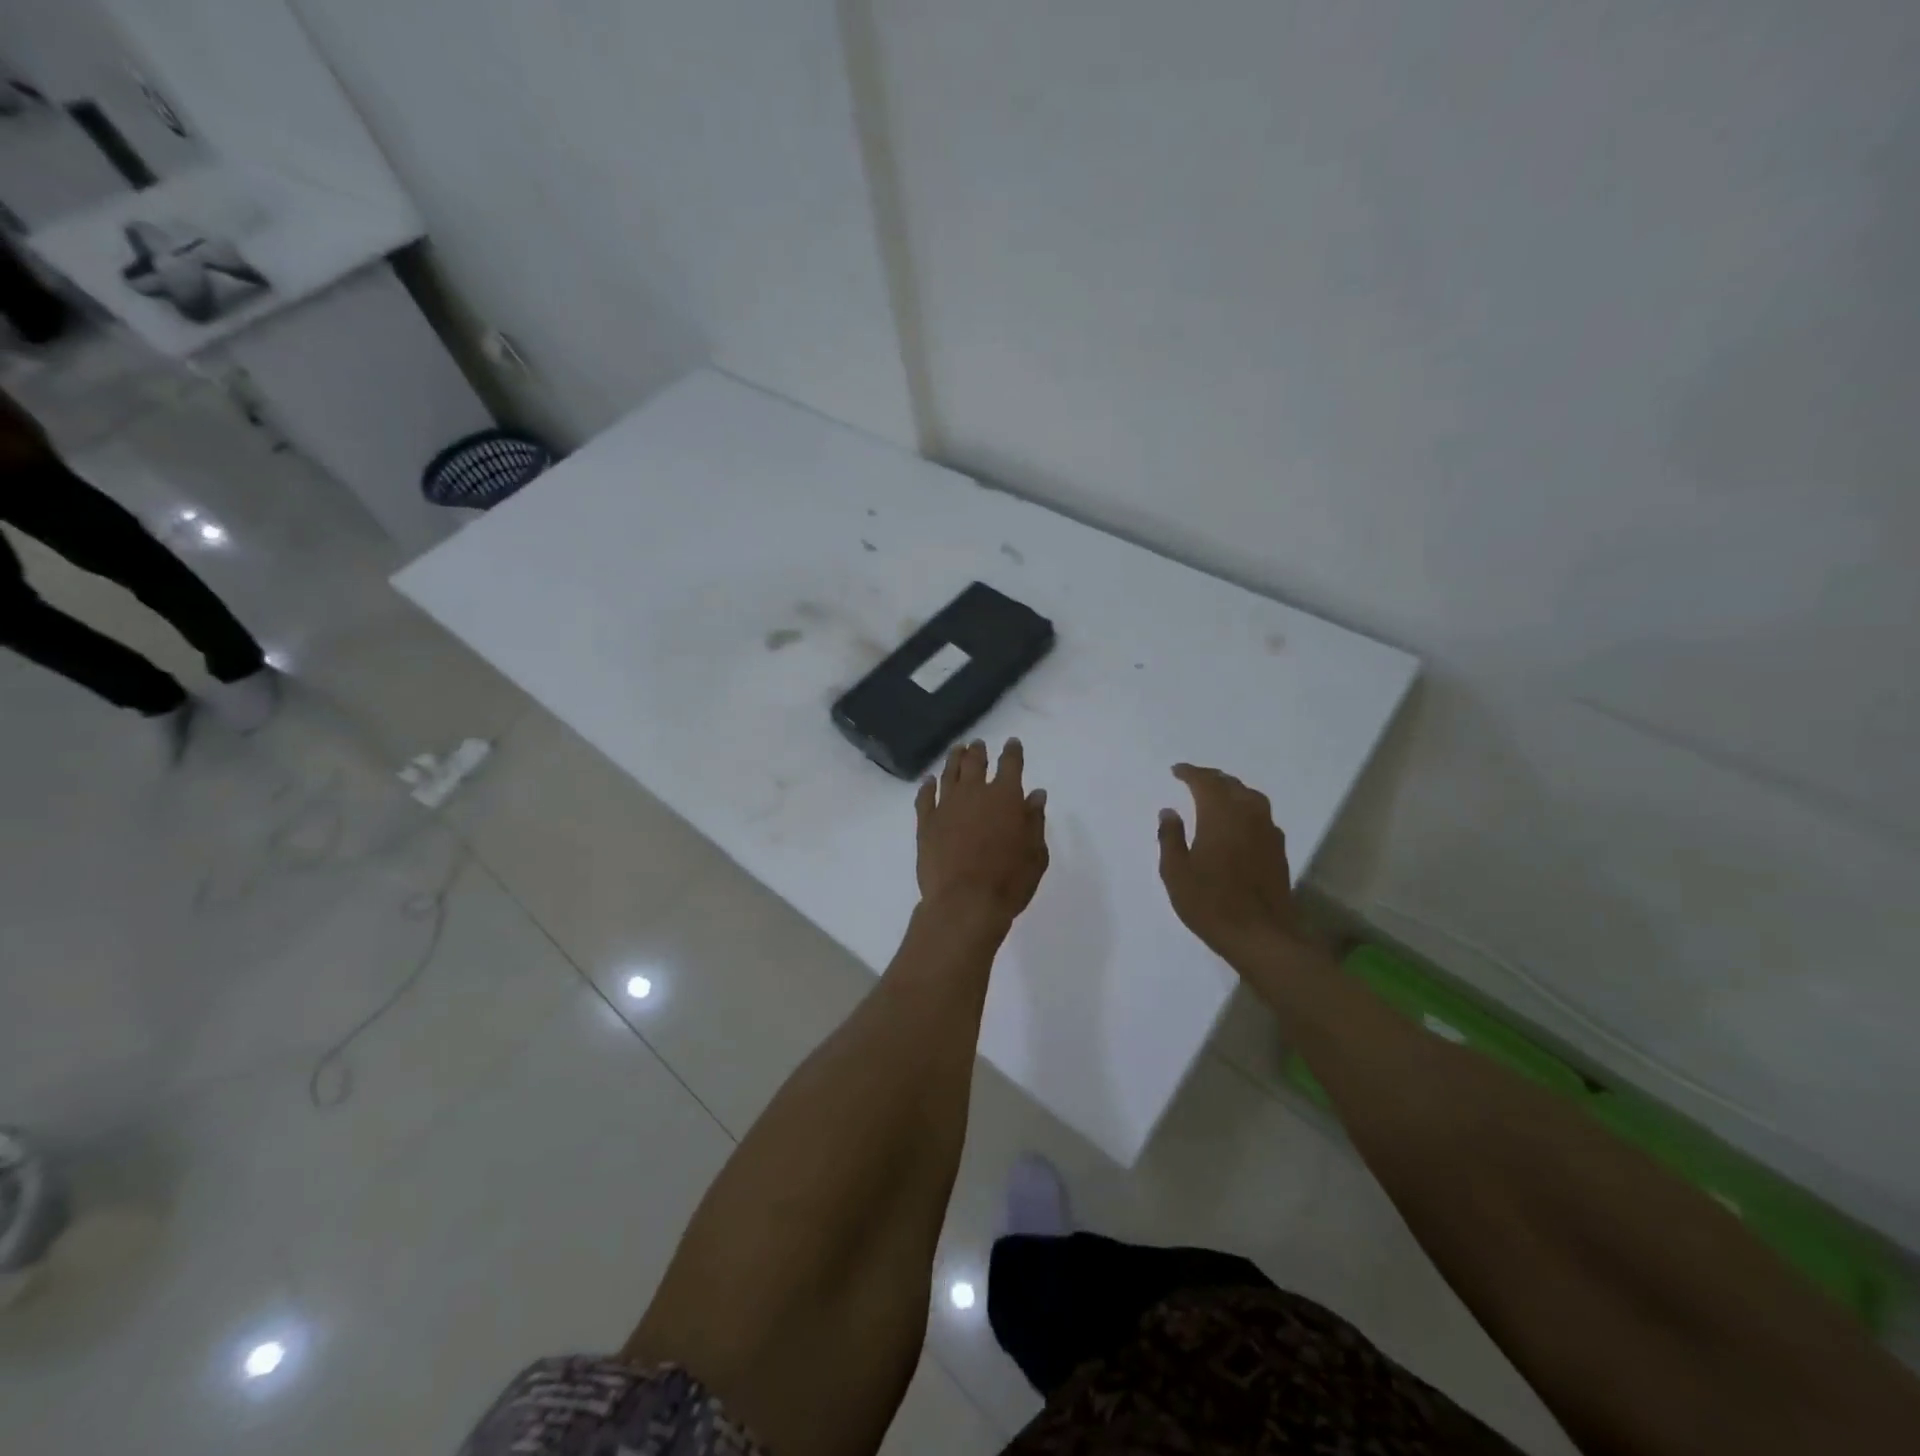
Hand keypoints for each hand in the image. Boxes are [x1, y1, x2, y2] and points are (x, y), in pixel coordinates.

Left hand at [916, 739, 1048, 930]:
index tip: (1012, 743)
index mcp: (1005, 796)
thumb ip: (1034, 820)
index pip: (1010, 764)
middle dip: (978, 751)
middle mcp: (974, 793)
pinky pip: (925, 797)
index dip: (1012, 752)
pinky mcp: (926, 823)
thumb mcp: (1035, 853)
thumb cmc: (1009, 881)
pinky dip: (926, 786)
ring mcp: (946, 806)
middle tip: (978, 744)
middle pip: (975, 763)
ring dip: (954, 760)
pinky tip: (928, 781)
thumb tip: (1035, 794)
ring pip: (949, 774)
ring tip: (957, 750)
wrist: (964, 902)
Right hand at [1157, 764, 1305, 967]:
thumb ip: (1170, 837)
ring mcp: (1267, 832)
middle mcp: (1248, 815)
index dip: (1190, 773)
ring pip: (1250, 797)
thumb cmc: (1211, 903)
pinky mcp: (1278, 850)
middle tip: (1194, 779)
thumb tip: (1169, 812)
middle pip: (1230, 785)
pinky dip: (1246, 809)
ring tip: (1216, 795)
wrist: (1262, 936)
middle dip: (1211, 778)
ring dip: (1231, 790)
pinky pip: (1261, 815)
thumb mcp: (1176, 872)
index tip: (1176, 771)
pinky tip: (1238, 822)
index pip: (1205, 782)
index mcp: (1220, 815)